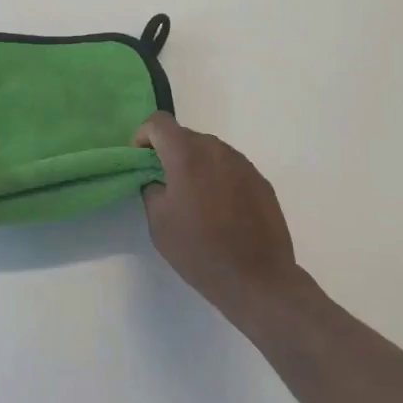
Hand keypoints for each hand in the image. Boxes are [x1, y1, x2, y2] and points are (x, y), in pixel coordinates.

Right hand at [135, 113, 300, 315]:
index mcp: (187, 154)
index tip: (141, 162)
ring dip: (196, 165)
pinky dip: (218, 179)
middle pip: (185, 136)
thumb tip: (158, 180)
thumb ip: (151, 189)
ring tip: (195, 201)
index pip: (158, 122)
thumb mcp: (158, 222)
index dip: (143, 137)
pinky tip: (221, 211)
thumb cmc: (200, 250)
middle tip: (165, 186)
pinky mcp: (261, 181)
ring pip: (209, 152)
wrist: (258, 279)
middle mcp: (216, 149)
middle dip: (169, 153)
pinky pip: (230, 168)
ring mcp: (243, 164)